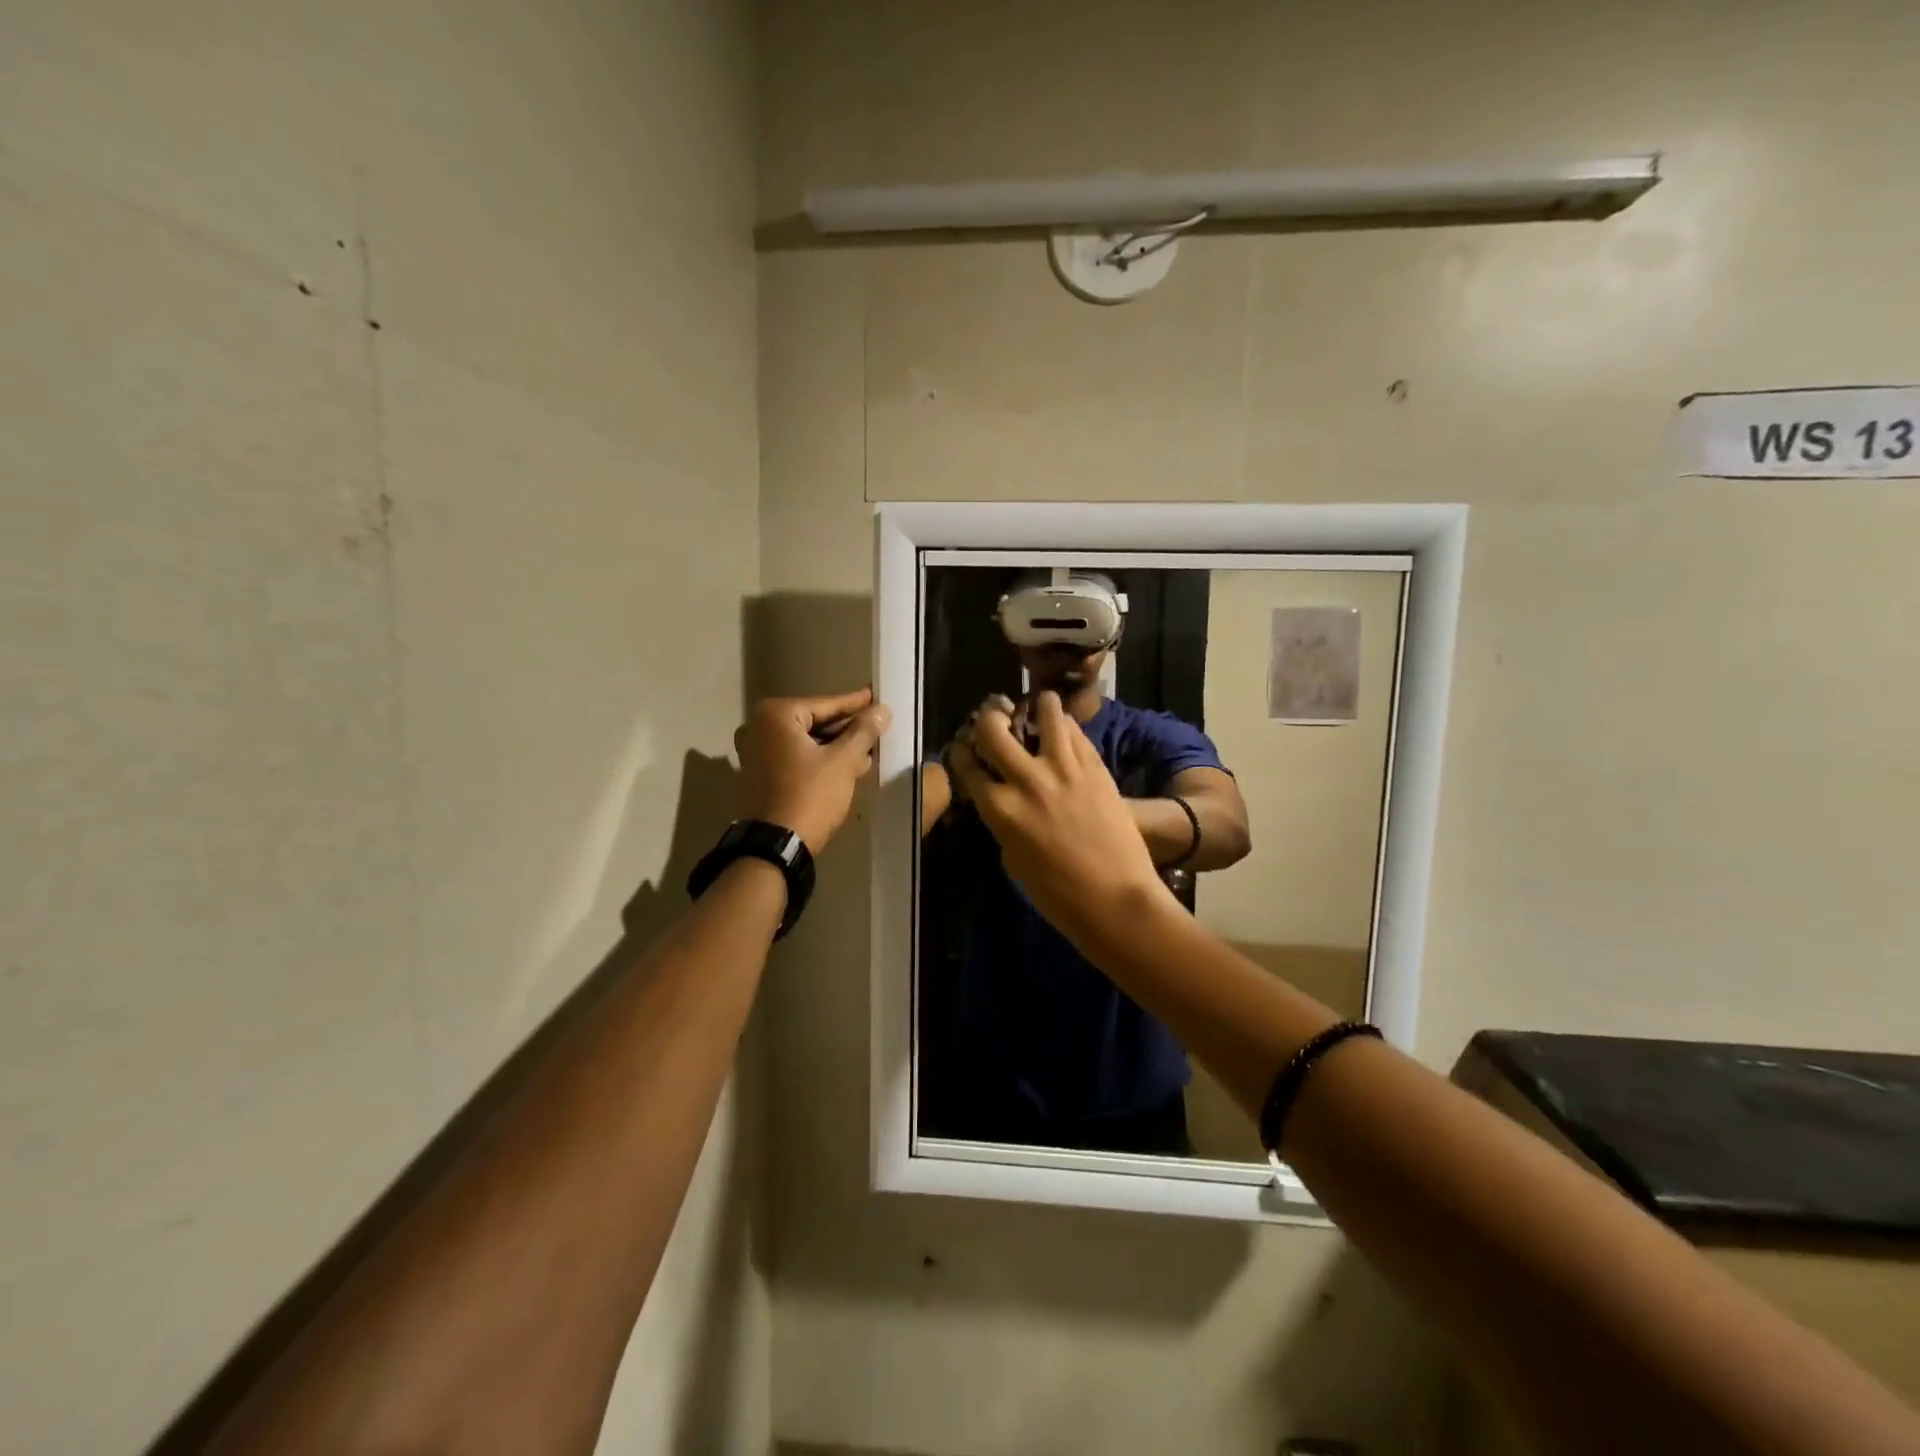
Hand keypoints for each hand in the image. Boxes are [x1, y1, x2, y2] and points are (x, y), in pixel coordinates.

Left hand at [736, 688, 890, 852]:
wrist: (776, 846)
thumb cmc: (810, 795)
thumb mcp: (843, 761)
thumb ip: (864, 731)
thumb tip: (882, 710)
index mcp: (776, 715)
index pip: (826, 704)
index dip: (856, 704)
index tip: (877, 698)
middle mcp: (758, 727)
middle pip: (814, 722)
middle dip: (847, 729)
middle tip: (876, 726)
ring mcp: (754, 752)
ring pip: (806, 742)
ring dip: (836, 747)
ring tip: (868, 750)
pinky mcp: (758, 775)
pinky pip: (795, 757)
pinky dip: (819, 760)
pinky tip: (847, 766)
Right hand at [948, 691, 1169, 940]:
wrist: (1116, 899)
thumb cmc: (1058, 894)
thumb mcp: (1013, 859)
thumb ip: (1003, 820)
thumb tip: (1003, 798)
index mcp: (1000, 809)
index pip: (966, 765)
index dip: (960, 752)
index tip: (964, 749)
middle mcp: (1027, 779)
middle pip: (993, 727)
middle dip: (987, 719)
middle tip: (995, 722)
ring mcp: (1064, 768)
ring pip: (1044, 711)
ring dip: (1035, 707)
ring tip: (1036, 712)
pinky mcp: (1095, 766)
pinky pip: (1075, 731)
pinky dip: (1064, 726)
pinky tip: (1063, 734)